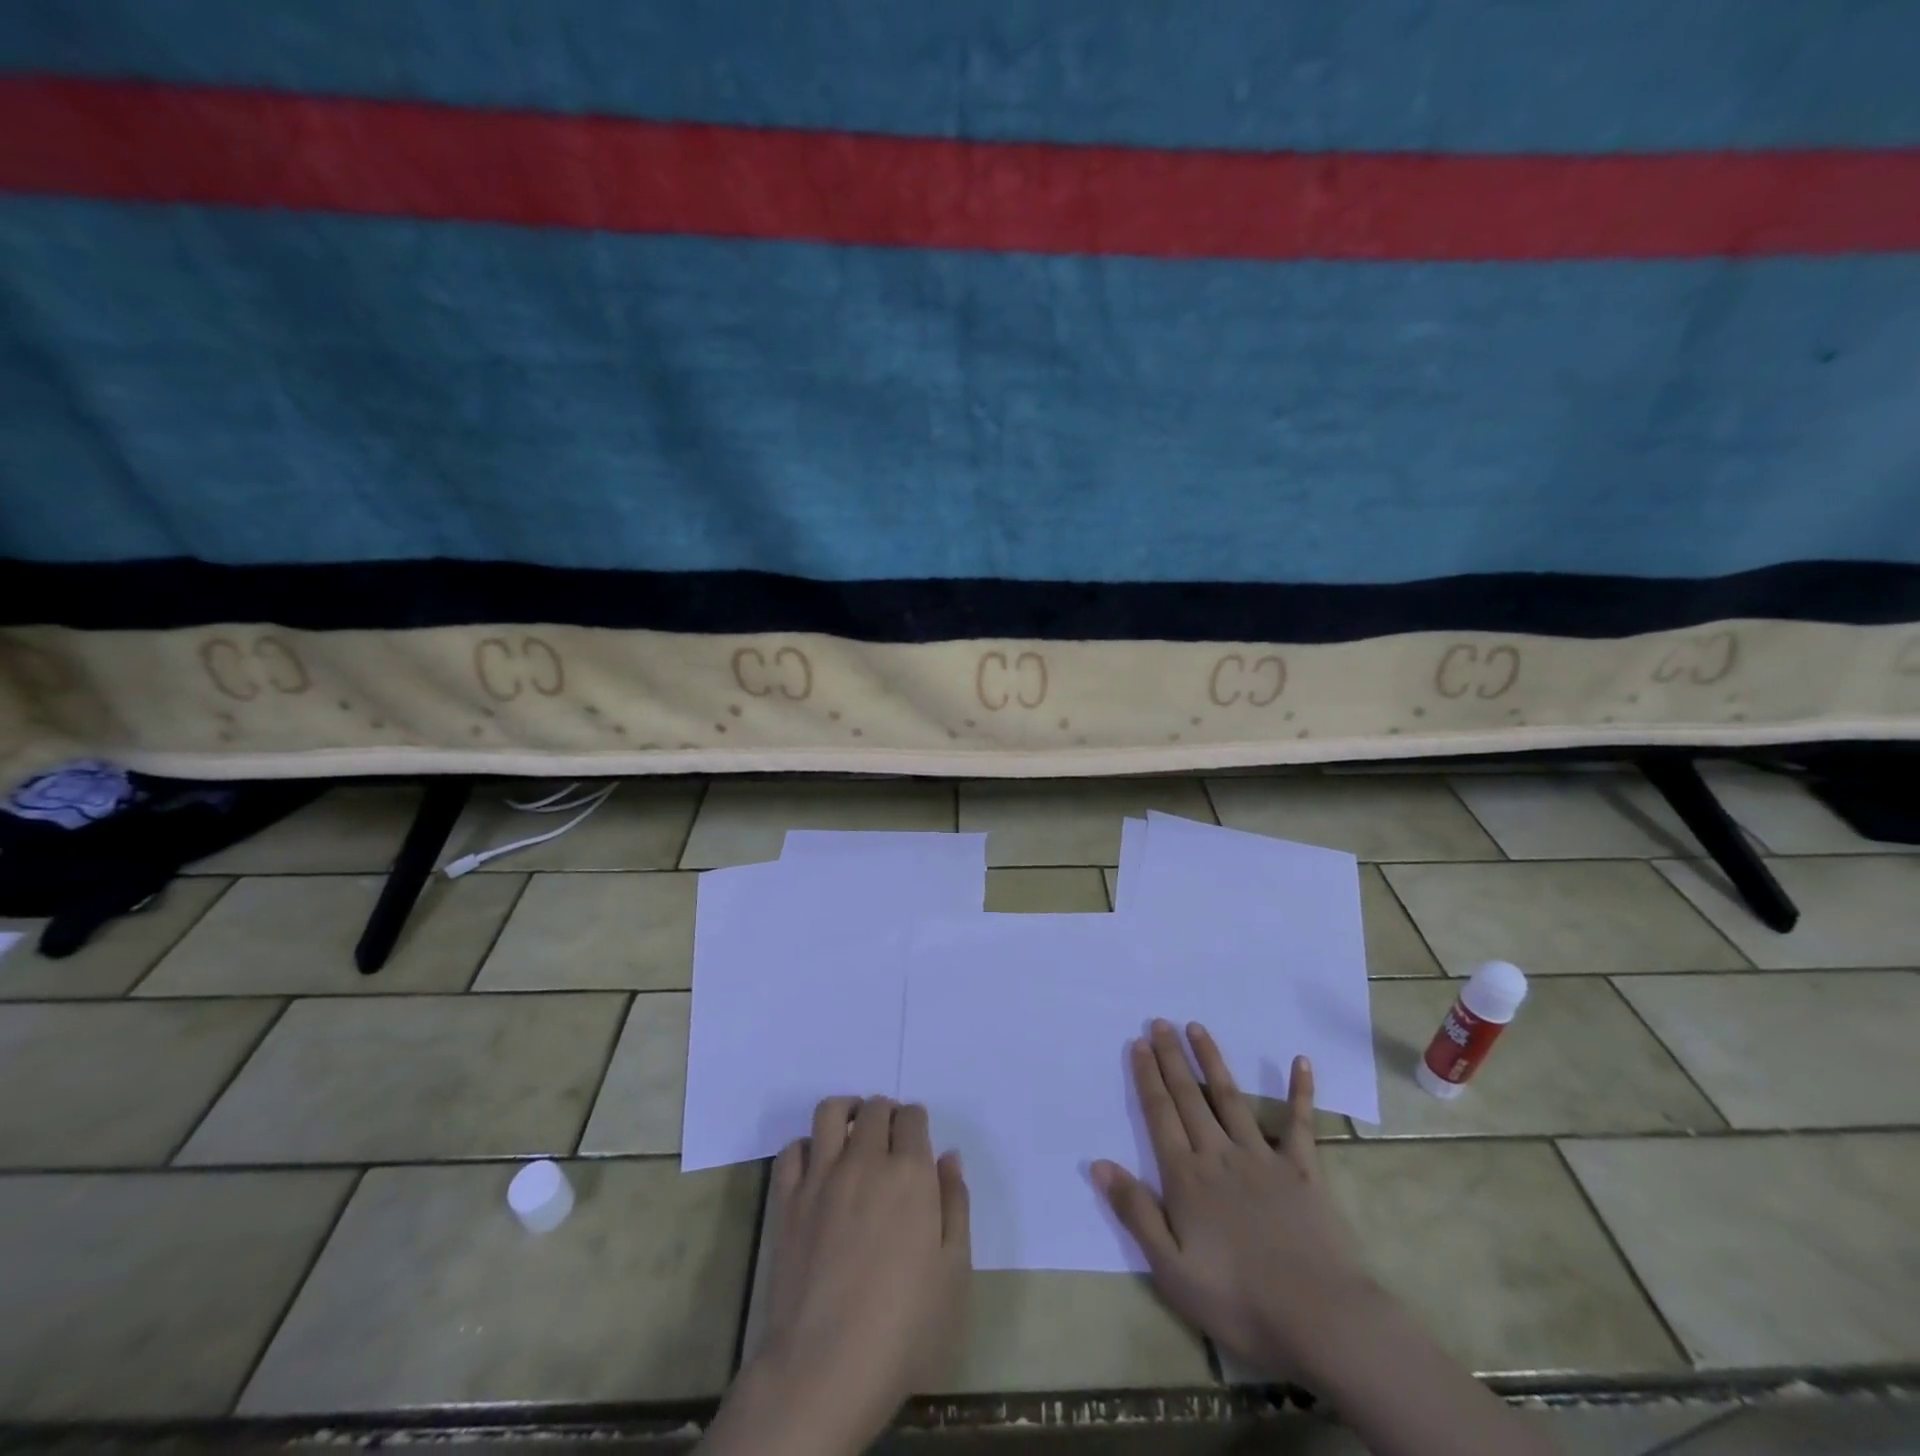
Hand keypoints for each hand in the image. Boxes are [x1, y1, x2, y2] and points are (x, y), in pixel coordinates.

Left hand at [714, 1096, 968, 1455]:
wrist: (826, 1366)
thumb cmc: (904, 1326)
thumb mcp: (954, 1272)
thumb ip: (955, 1205)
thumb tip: (949, 1157)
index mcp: (910, 1173)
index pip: (912, 1117)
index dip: (916, 1122)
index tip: (917, 1140)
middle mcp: (865, 1160)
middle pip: (874, 1108)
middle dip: (886, 1113)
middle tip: (889, 1138)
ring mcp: (821, 1176)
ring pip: (830, 1112)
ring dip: (846, 1112)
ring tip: (852, 1131)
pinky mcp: (788, 1200)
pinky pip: (792, 1150)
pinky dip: (806, 1146)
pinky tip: (817, 1165)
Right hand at [1092, 1020, 1369, 1376]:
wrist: (1318, 1318)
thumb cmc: (1237, 1300)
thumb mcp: (1171, 1268)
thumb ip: (1136, 1212)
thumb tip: (1099, 1164)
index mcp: (1186, 1177)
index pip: (1160, 1115)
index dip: (1147, 1077)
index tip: (1138, 1043)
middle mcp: (1219, 1154)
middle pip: (1189, 1097)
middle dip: (1172, 1058)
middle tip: (1160, 1022)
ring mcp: (1262, 1157)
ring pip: (1230, 1098)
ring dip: (1212, 1060)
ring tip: (1197, 1028)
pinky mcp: (1302, 1169)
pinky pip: (1300, 1123)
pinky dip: (1300, 1091)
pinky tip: (1300, 1061)